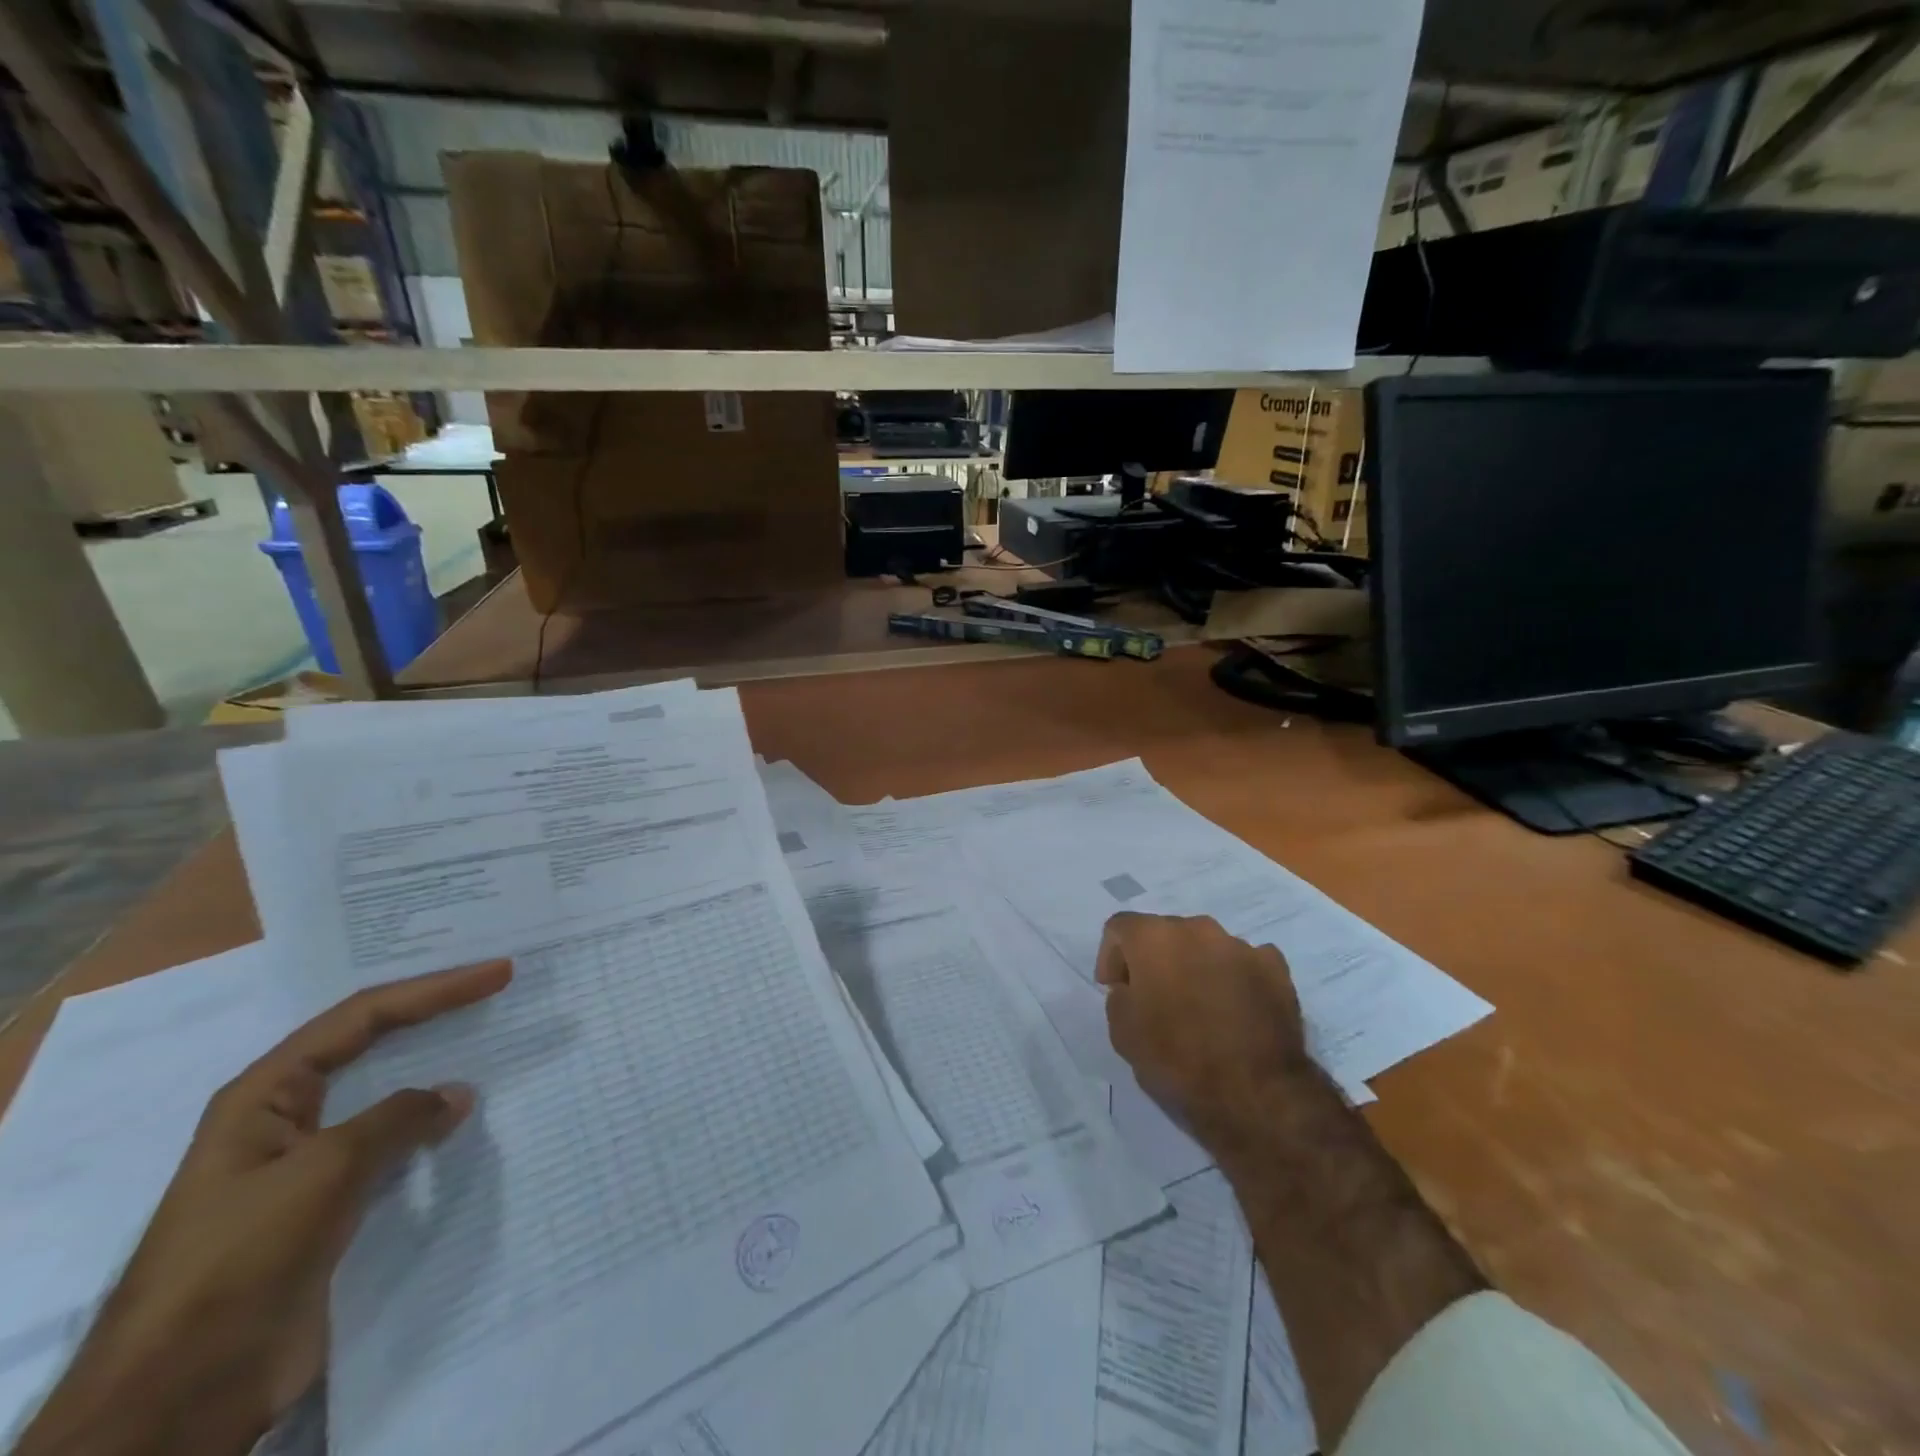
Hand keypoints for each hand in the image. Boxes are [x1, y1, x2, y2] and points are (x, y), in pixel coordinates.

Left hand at [17, 958, 512, 1455]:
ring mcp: (307, 1164)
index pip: (364, 1016)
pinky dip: (432, 1126)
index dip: (435, 988)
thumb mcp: (325, 1170)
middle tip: (497, 991)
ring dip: (437, 1070)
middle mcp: (286, 1117)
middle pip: (373, 1044)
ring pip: (386, 1096)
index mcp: (266, 1095)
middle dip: (435, 1014)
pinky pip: (392, 1147)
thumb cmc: (242, 1258)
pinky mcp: (329, 1207)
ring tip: (494, 1046)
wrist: (182, 1394)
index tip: (498, 973)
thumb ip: (398, 1118)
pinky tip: (466, 1123)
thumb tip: (457, 1093)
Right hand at [1096, 912, 1308, 1145]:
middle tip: (1155, 1000)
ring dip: (1196, 967)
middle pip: (1165, 933)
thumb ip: (1120, 997)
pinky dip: (1235, 978)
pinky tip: (1236, 1010)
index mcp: (1154, 938)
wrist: (1256, 1093)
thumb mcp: (1123, 1034)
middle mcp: (1197, 928)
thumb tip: (1133, 988)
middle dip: (1155, 960)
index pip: (1120, 928)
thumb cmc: (1178, 1060)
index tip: (1115, 989)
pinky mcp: (1276, 968)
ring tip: (1200, 1009)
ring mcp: (1241, 945)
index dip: (1110, 957)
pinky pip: (1245, 962)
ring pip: (1206, 947)